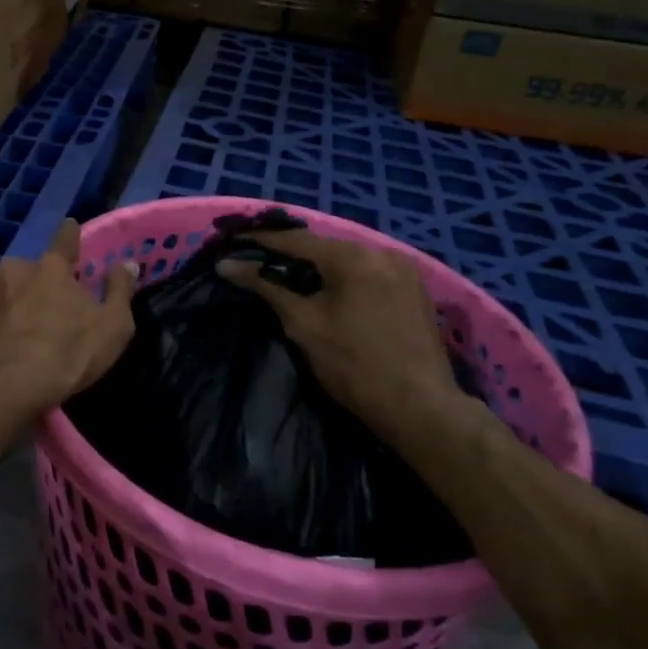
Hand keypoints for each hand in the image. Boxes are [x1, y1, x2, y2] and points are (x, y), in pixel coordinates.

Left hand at [0, 219, 136, 421]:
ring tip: (12, 334)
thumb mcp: (113, 326)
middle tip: (42, 314)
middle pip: (28, 271)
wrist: (6, 383)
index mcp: (52, 268)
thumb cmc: (67, 353)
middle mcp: (15, 269)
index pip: (65, 240)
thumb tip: (127, 263)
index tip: (69, 227)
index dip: (69, 235)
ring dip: (6, 304)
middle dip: (34, 285)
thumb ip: (120, 291)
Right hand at [217, 229, 472, 446]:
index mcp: (353, 257)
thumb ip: (266, 288)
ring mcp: (405, 270)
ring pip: (350, 259)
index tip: (235, 241)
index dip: (262, 241)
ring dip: (321, 266)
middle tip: (261, 260)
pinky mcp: (416, 290)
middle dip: (292, 253)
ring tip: (292, 277)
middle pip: (326, 247)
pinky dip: (347, 278)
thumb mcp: (303, 325)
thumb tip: (227, 266)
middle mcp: (382, 252)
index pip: (296, 240)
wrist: (420, 408)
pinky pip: (371, 273)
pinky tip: (332, 292)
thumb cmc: (354, 365)